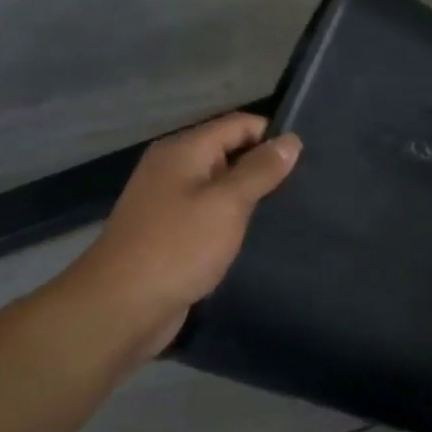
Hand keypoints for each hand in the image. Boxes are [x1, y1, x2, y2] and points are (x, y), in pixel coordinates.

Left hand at [63, 112, 300, 359]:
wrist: (121, 307)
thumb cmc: (177, 248)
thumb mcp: (227, 204)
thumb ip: (260, 170)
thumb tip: (291, 140)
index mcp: (183, 151)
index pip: (239, 124)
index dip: (273, 136)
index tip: (309, 160)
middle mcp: (174, 169)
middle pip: (230, 152)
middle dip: (266, 167)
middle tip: (307, 187)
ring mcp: (171, 203)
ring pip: (223, 187)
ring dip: (252, 197)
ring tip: (292, 210)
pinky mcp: (173, 234)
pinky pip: (212, 215)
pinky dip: (235, 220)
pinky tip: (260, 234)